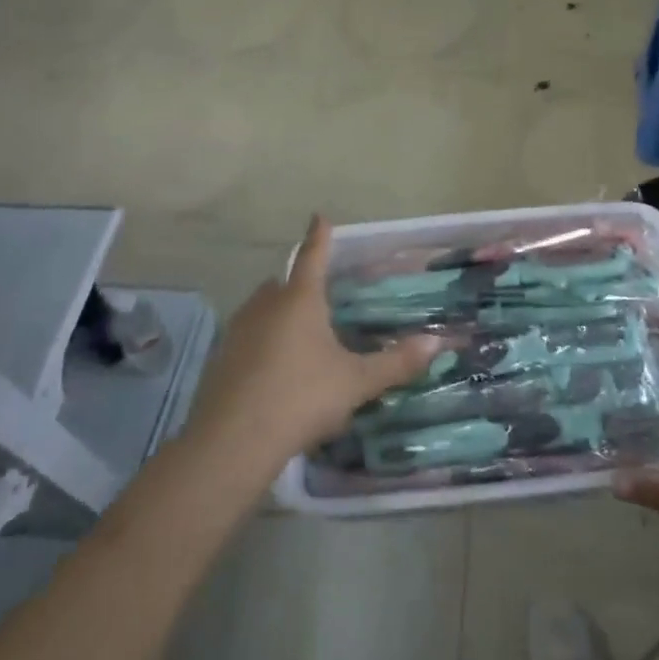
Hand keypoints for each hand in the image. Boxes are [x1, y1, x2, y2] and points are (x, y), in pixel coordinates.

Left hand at [188, 217, 443, 472]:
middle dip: (299, 285)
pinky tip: (275, 370)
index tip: (319, 216)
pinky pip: (247, 338)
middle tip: (319, 298)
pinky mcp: (220, 359)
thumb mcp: (356, 382)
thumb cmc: (301, 398)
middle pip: (283, 283)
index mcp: (300, 300)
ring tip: (300, 337)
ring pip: (262, 310)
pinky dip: (262, 343)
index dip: (319, 236)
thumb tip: (437, 341)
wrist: (232, 443)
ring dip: (279, 315)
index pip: (313, 256)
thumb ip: (396, 362)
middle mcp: (266, 305)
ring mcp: (238, 331)